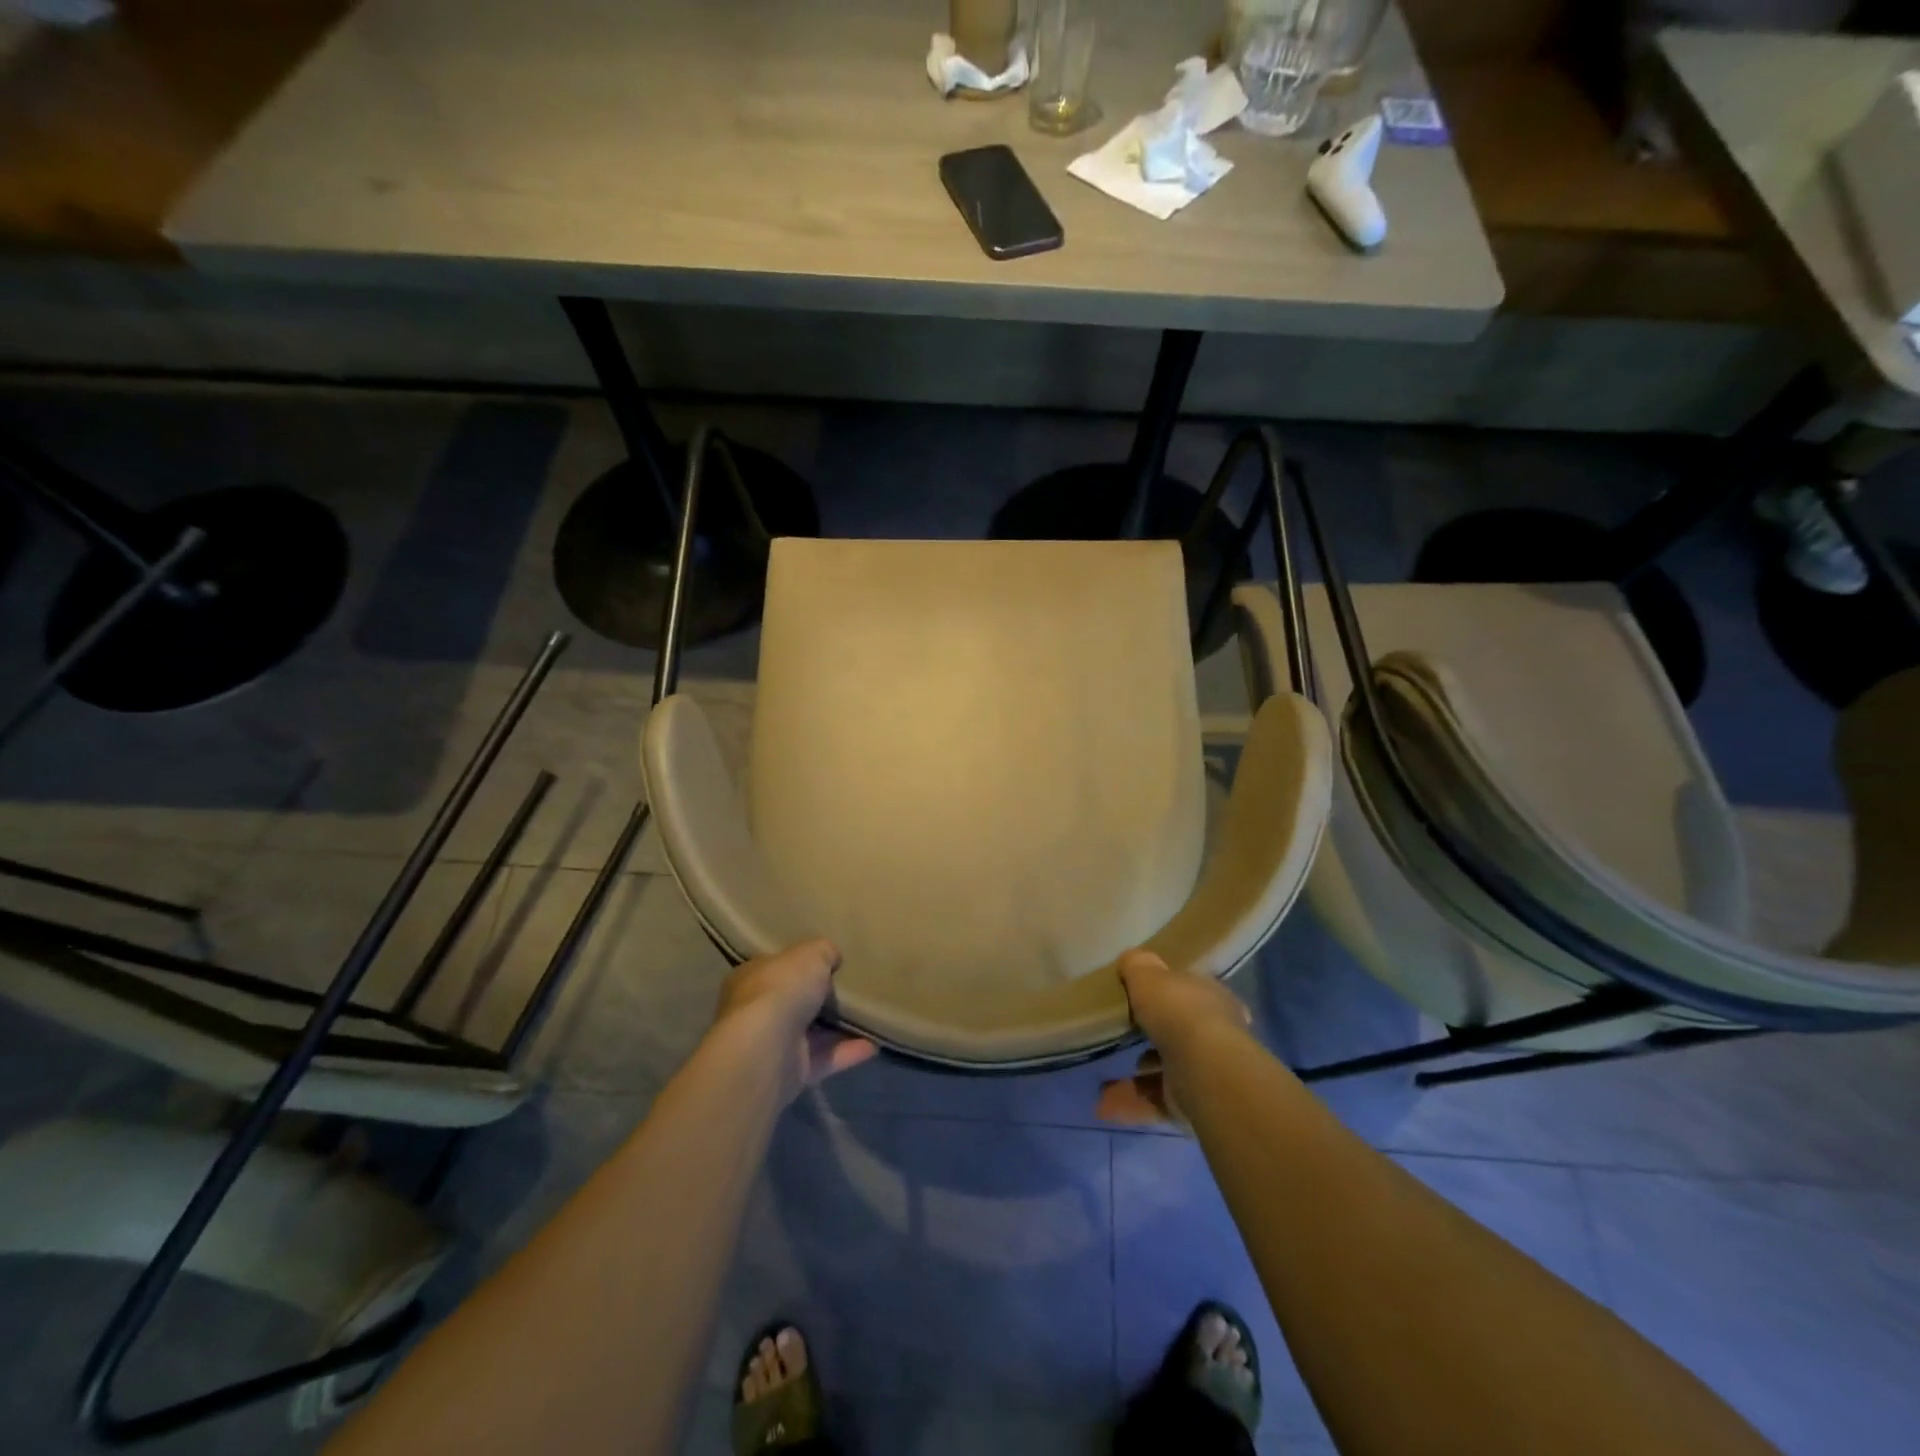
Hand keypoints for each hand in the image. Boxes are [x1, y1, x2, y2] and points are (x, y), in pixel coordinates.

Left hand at [714, 939, 875, 1101]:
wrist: (767, 1049)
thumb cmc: (782, 990)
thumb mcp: (811, 954)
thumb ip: (824, 952)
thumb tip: (833, 956)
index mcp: (752, 978)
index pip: (775, 968)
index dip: (799, 965)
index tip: (828, 963)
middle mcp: (757, 1012)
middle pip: (793, 1002)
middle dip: (819, 998)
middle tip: (853, 990)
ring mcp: (773, 1045)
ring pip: (811, 1033)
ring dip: (838, 1028)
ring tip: (870, 1017)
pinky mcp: (791, 1072)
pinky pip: (824, 1058)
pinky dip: (847, 1052)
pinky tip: (873, 1045)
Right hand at [1096, 950, 1250, 1128]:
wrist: (1205, 1069)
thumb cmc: (1178, 1011)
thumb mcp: (1149, 975)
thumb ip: (1138, 966)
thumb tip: (1131, 960)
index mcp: (1211, 998)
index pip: (1192, 993)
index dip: (1169, 995)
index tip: (1143, 999)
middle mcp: (1216, 1034)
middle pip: (1180, 1033)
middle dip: (1153, 1038)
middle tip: (1124, 1037)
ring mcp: (1206, 1072)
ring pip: (1166, 1072)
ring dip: (1137, 1079)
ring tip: (1105, 1081)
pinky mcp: (1194, 1104)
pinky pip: (1157, 1102)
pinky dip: (1132, 1104)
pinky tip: (1105, 1105)